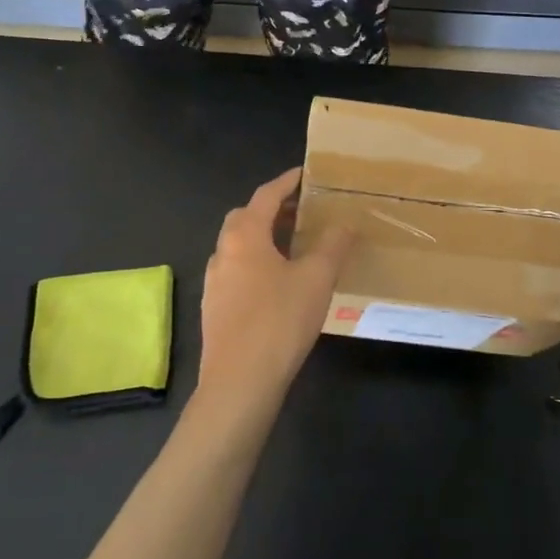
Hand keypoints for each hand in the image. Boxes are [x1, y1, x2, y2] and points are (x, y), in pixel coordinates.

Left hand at [195, 169, 352, 424]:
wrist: (239, 383)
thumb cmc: (279, 321)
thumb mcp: (317, 279)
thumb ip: (333, 245)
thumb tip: (345, 223)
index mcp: (245, 236)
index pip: (266, 195)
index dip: (287, 182)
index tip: (305, 174)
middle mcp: (223, 252)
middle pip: (244, 218)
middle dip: (271, 209)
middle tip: (301, 211)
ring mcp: (214, 282)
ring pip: (237, 246)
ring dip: (262, 237)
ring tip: (293, 245)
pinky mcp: (214, 309)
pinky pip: (236, 271)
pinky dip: (256, 263)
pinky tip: (277, 283)